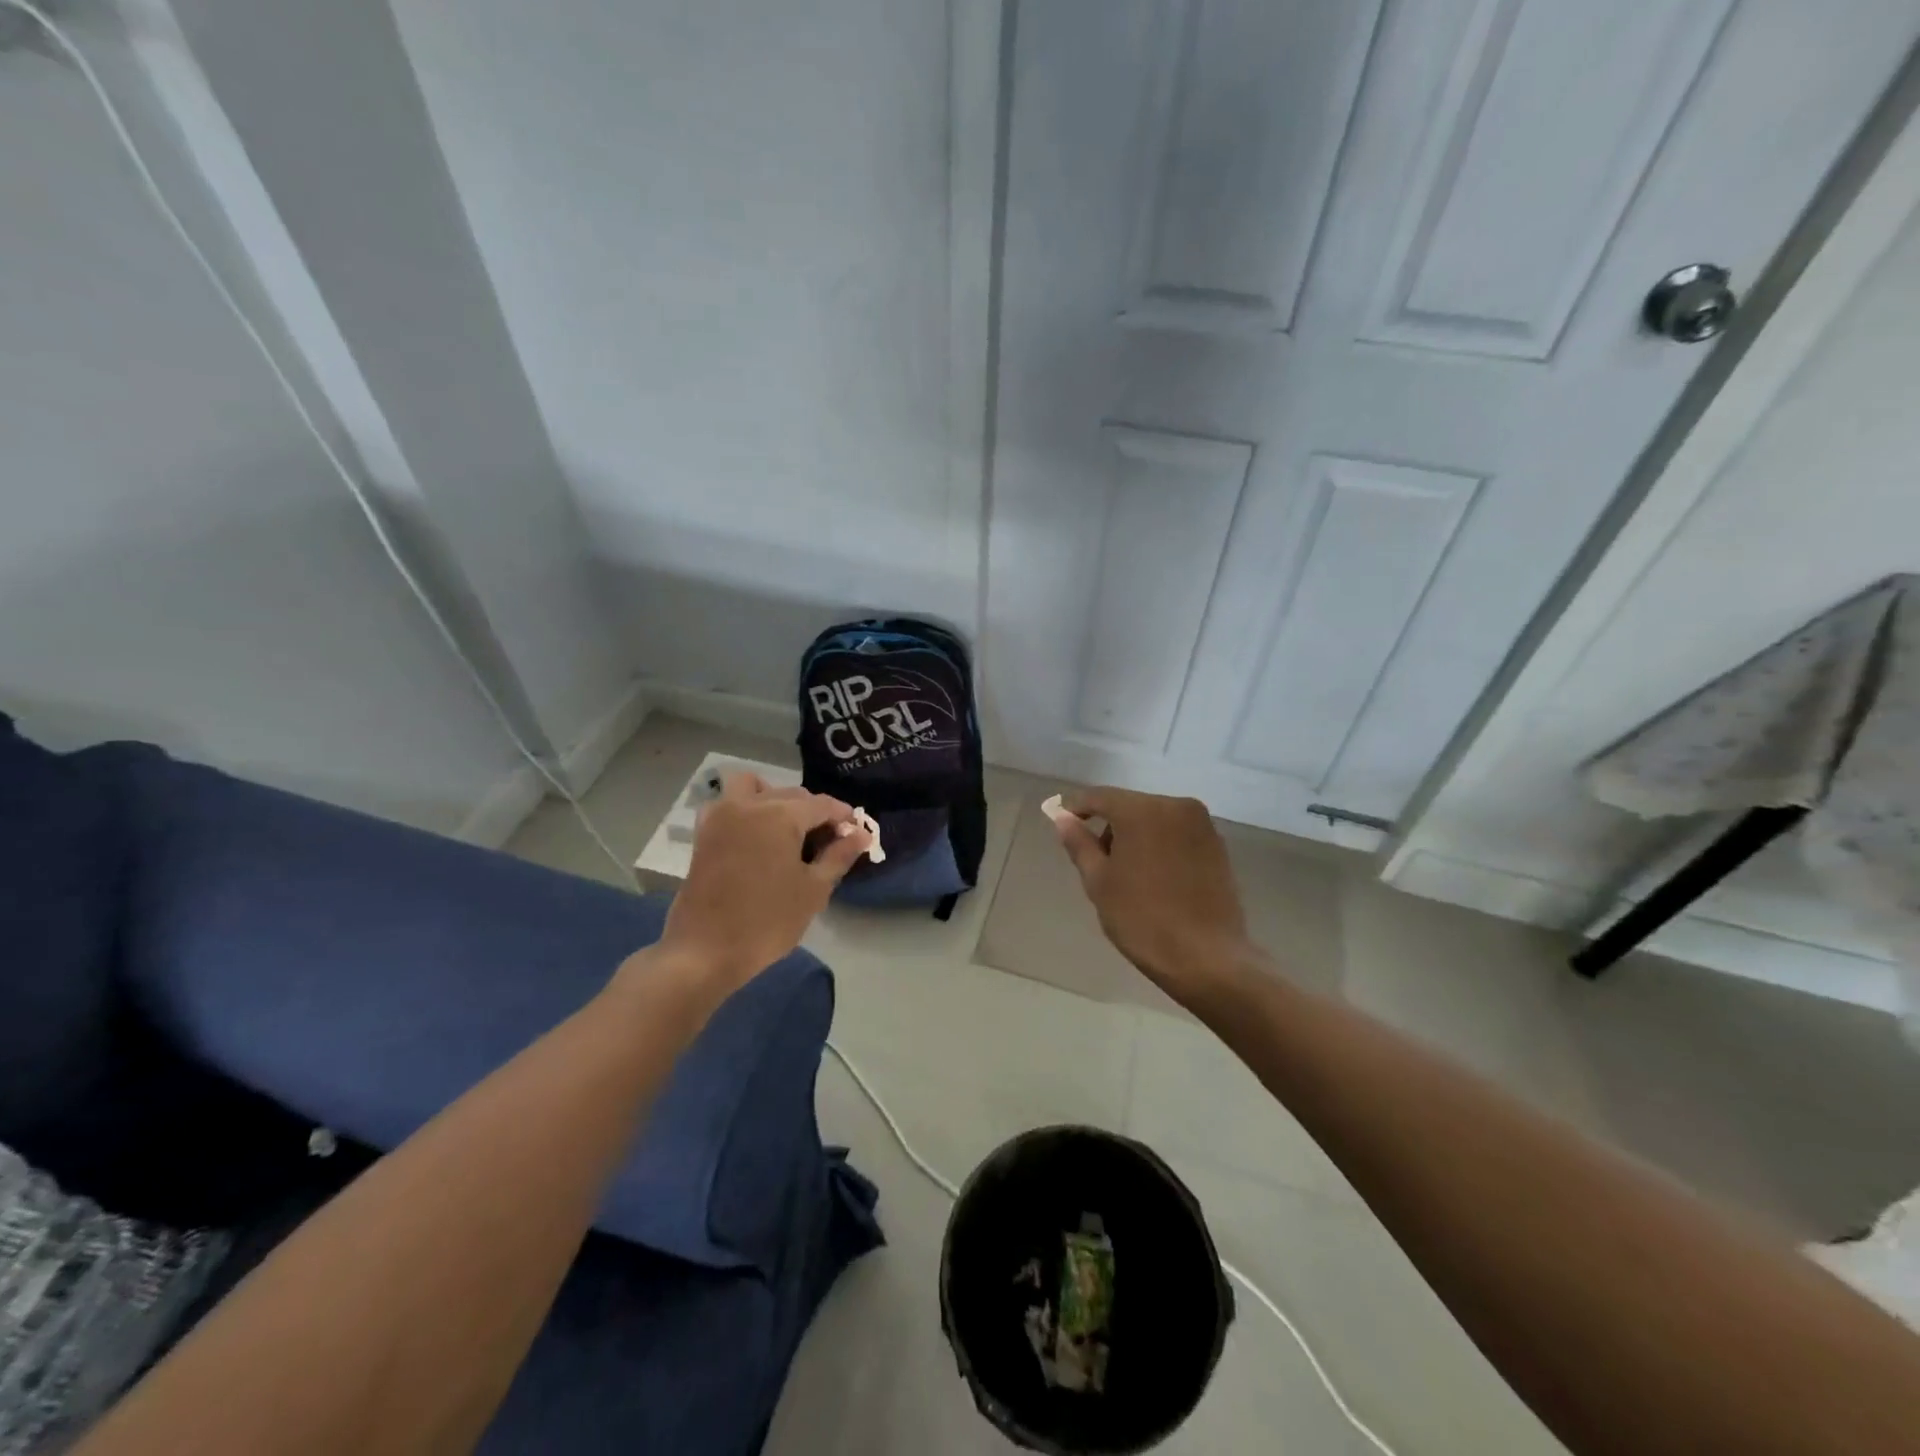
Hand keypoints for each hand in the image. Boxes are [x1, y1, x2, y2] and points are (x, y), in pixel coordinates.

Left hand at [655, 773, 870, 992]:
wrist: (705, 952)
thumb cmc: (767, 922)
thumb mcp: (813, 890)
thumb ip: (839, 856)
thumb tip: (861, 834)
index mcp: (780, 815)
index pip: (822, 804)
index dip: (843, 817)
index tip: (856, 834)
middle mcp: (749, 804)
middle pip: (792, 794)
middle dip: (814, 811)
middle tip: (828, 843)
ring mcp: (722, 816)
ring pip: (755, 787)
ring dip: (775, 798)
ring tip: (788, 830)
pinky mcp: (704, 832)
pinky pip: (728, 803)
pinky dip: (745, 807)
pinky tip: (757, 836)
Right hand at [1051, 787, 1251, 1003]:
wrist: (1207, 958)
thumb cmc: (1142, 919)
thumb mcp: (1099, 882)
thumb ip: (1079, 843)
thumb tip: (1063, 818)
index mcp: (1142, 811)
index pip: (1099, 797)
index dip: (1076, 807)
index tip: (1062, 822)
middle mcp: (1175, 806)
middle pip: (1129, 805)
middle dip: (1109, 825)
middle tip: (1095, 861)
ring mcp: (1201, 824)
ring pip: (1154, 818)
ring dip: (1135, 835)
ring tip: (1127, 874)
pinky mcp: (1217, 844)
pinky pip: (1176, 833)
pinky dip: (1160, 845)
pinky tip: (1155, 877)